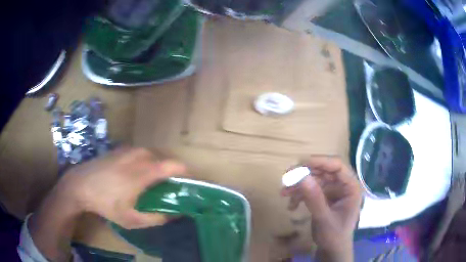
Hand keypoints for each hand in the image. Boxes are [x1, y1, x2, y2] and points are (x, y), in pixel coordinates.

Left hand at [57, 147, 186, 228]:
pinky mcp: (118, 150)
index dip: (184, 171)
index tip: (187, 181)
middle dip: (168, 171)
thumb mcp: (131, 219)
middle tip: (165, 186)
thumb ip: (155, 218)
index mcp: (142, 173)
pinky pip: (138, 152)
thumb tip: (173, 214)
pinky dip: (143, 160)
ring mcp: (126, 151)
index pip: (171, 166)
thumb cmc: (105, 203)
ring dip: (155, 165)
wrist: (80, 185)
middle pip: (162, 159)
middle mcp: (137, 157)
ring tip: (150, 179)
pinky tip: (134, 172)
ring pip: (149, 154)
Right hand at [282, 156, 362, 260]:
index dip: (319, 161)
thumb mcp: (324, 219)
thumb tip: (301, 176)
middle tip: (286, 176)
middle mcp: (343, 185)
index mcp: (351, 187)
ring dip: (299, 185)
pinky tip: (291, 205)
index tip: (300, 163)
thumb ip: (314, 198)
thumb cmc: (334, 236)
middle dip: (305, 174)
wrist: (332, 249)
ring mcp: (334, 190)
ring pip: (315, 179)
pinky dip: (300, 195)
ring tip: (283, 193)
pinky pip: (312, 189)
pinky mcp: (325, 196)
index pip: (337, 166)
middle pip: (324, 171)